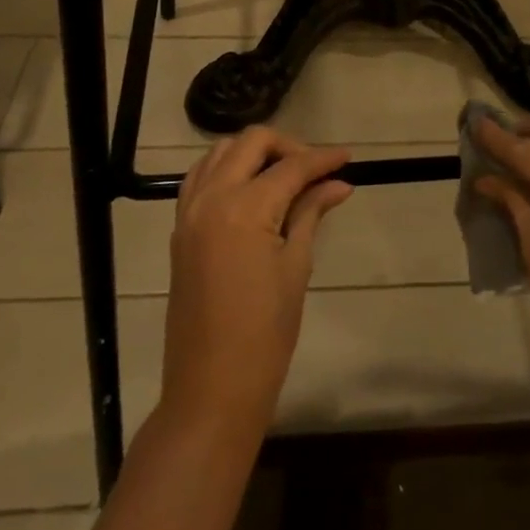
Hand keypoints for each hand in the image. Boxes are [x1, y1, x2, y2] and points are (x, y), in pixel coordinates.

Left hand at [161, 128, 351, 437]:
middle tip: (316, 170)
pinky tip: (252, 191)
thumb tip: (338, 184)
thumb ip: (310, 214)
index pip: (291, 167)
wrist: (212, 386)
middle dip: (288, 146)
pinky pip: (200, 178)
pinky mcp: (180, 229)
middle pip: (251, 143)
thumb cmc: (265, 332)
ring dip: (254, 153)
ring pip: (220, 152)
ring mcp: (189, 212)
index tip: (349, 158)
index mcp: (244, 208)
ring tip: (286, 177)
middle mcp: (211, 198)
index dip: (323, 159)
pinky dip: (227, 170)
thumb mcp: (295, 267)